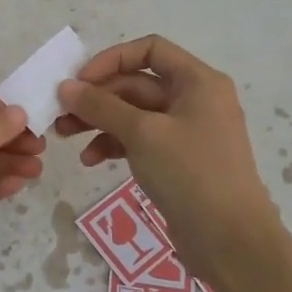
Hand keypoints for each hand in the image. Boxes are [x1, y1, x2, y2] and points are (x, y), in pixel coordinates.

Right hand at [53, 35, 275, 285]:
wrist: (231, 241)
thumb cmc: (191, 173)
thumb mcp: (142, 133)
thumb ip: (101, 106)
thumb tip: (66, 86)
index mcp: (198, 81)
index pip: (150, 50)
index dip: (112, 59)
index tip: (80, 80)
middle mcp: (195, 100)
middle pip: (138, 83)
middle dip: (97, 97)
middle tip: (60, 113)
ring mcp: (187, 132)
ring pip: (135, 114)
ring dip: (99, 121)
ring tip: (64, 136)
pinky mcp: (178, 161)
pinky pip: (140, 141)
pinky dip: (115, 145)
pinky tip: (90, 160)